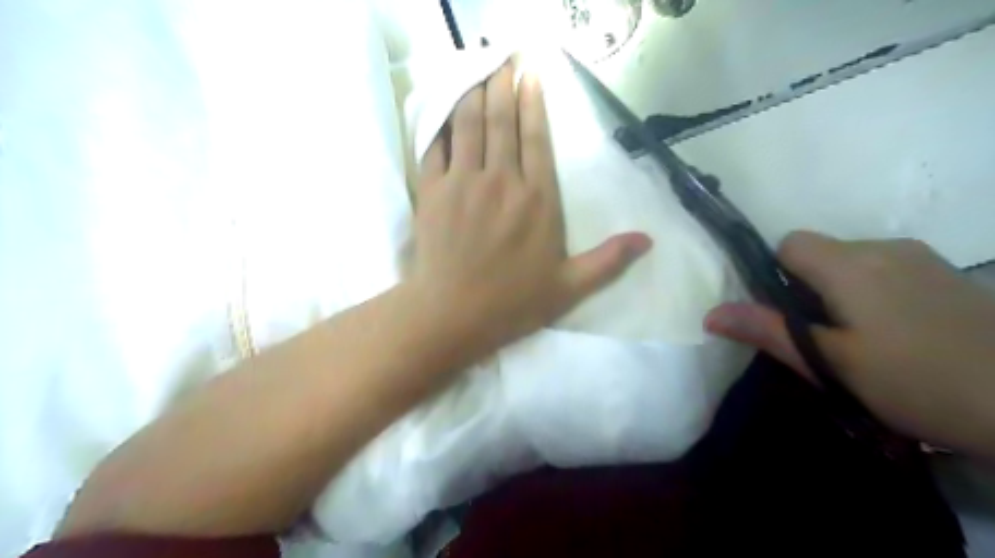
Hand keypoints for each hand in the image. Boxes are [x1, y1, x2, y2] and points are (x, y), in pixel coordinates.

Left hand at [405, 60, 650, 356]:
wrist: (453, 315)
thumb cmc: (512, 303)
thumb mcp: (569, 287)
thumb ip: (608, 261)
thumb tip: (648, 240)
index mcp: (538, 200)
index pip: (536, 138)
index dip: (533, 102)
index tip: (530, 75)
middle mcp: (502, 181)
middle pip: (501, 121)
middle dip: (502, 84)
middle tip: (503, 61)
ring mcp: (463, 182)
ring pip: (468, 124)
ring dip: (473, 94)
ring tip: (477, 74)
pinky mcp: (432, 191)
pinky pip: (435, 147)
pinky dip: (440, 126)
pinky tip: (444, 113)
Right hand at [704, 229, 994, 457]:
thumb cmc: (916, 381)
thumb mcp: (830, 362)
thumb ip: (768, 330)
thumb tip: (709, 313)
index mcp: (850, 264)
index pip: (789, 243)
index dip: (775, 273)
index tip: (786, 314)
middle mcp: (884, 247)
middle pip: (821, 253)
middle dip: (806, 287)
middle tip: (821, 337)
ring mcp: (922, 258)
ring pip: (853, 262)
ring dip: (841, 291)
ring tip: (860, 341)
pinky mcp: (949, 274)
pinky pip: (887, 271)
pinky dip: (874, 293)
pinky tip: (898, 334)